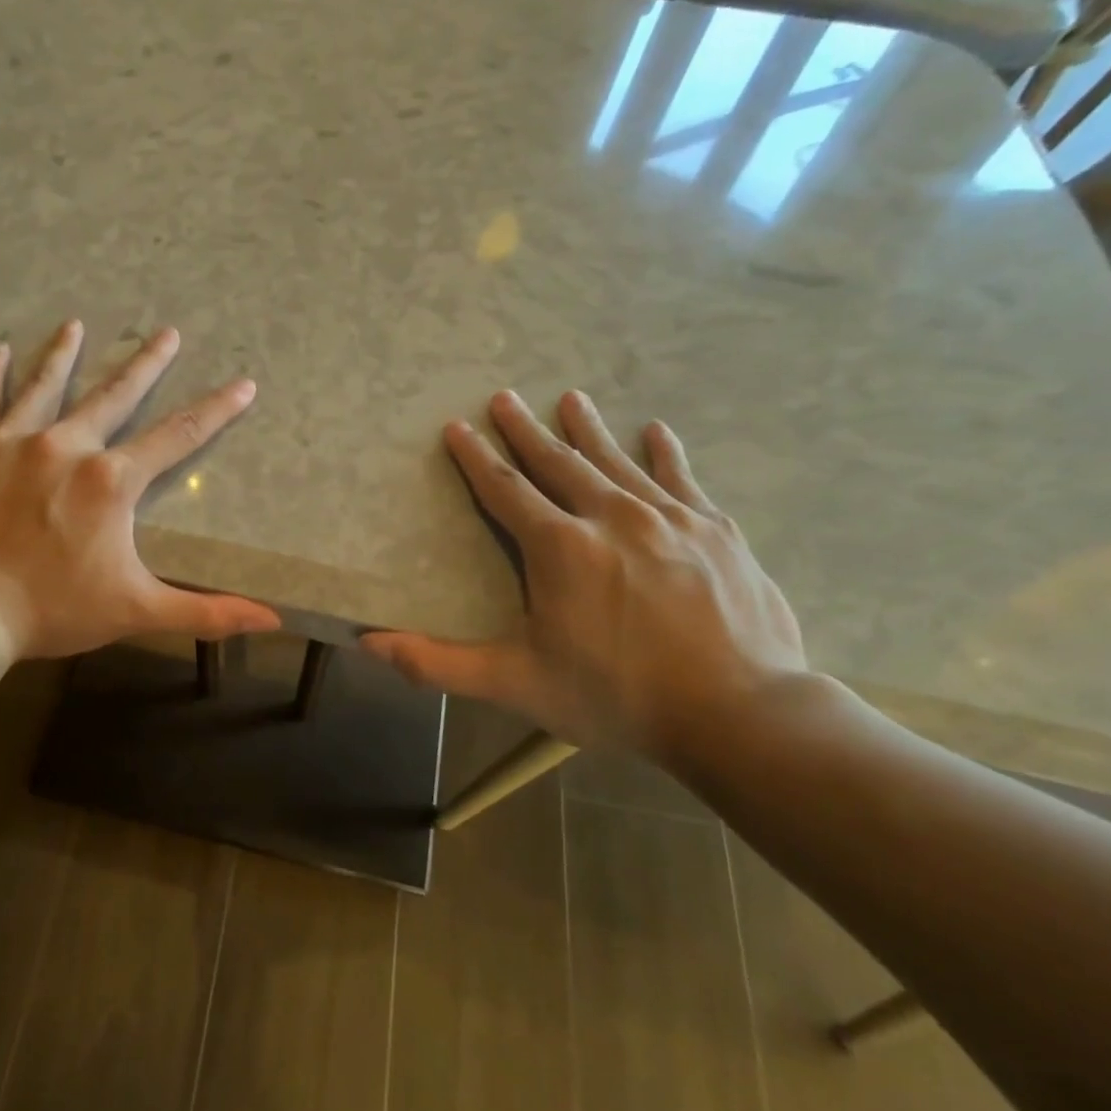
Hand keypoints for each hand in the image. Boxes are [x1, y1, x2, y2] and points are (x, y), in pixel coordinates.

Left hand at [0, 320, 281, 658]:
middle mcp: (64, 444)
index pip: (177, 436)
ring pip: (44, 385)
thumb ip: (206, 612)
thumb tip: (274, 620)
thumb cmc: (52, 611)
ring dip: (64, 353)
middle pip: (114, 394)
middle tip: (167, 332)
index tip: (243, 384)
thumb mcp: (137, 611)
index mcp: (110, 480)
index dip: (215, 410)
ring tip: (76, 325)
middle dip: (146, 363)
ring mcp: (7, 439)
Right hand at [363, 390, 807, 759]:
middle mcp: (611, 517)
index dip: (476, 457)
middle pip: (558, 462)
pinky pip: (682, 479)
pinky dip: (665, 453)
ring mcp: (669, 519)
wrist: (741, 714)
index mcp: (559, 547)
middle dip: (526, 430)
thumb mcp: (516, 684)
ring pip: (617, 461)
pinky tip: (656, 431)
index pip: (505, 489)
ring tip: (570, 398)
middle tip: (505, 397)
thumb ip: (438, 663)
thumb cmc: (617, 697)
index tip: (457, 426)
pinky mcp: (716, 531)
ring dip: (588, 429)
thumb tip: (369, 643)